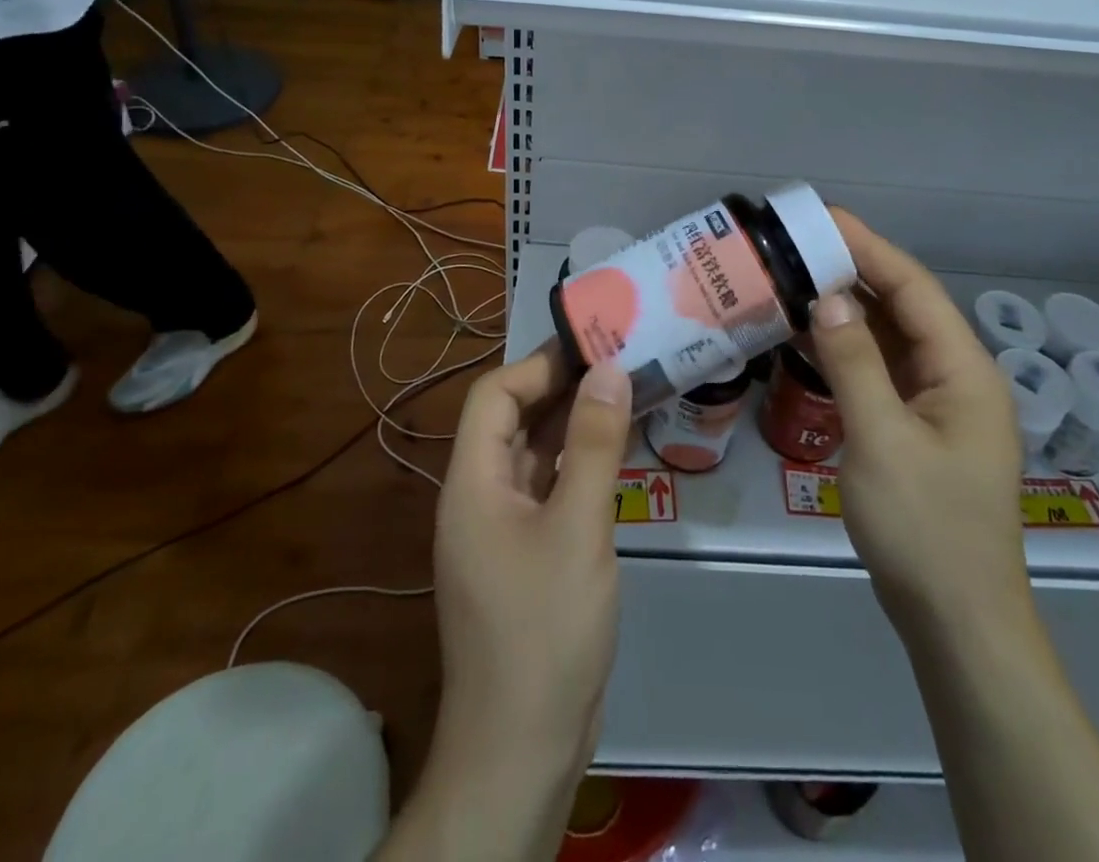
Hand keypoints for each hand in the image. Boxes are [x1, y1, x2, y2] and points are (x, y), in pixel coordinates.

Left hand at [422, 344, 631, 829]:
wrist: (523, 747)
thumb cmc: (545, 628)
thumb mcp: (578, 527)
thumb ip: (595, 444)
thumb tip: (609, 369)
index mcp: (473, 483)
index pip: (493, 396)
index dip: (538, 366)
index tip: (591, 350)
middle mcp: (479, 497)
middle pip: (512, 420)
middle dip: (561, 388)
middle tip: (618, 363)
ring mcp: (501, 529)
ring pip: (533, 454)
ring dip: (573, 424)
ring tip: (625, 393)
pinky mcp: (525, 555)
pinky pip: (548, 489)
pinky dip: (577, 464)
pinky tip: (615, 453)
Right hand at [809, 210, 1029, 634]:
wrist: (957, 621)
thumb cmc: (924, 528)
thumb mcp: (881, 439)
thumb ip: (854, 361)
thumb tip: (826, 298)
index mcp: (963, 369)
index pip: (912, 288)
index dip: (868, 247)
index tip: (821, 218)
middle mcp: (956, 375)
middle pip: (903, 306)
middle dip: (853, 271)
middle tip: (797, 245)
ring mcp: (938, 403)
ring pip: (890, 337)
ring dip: (847, 309)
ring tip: (795, 279)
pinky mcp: (917, 426)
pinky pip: (881, 370)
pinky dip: (847, 348)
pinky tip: (808, 336)